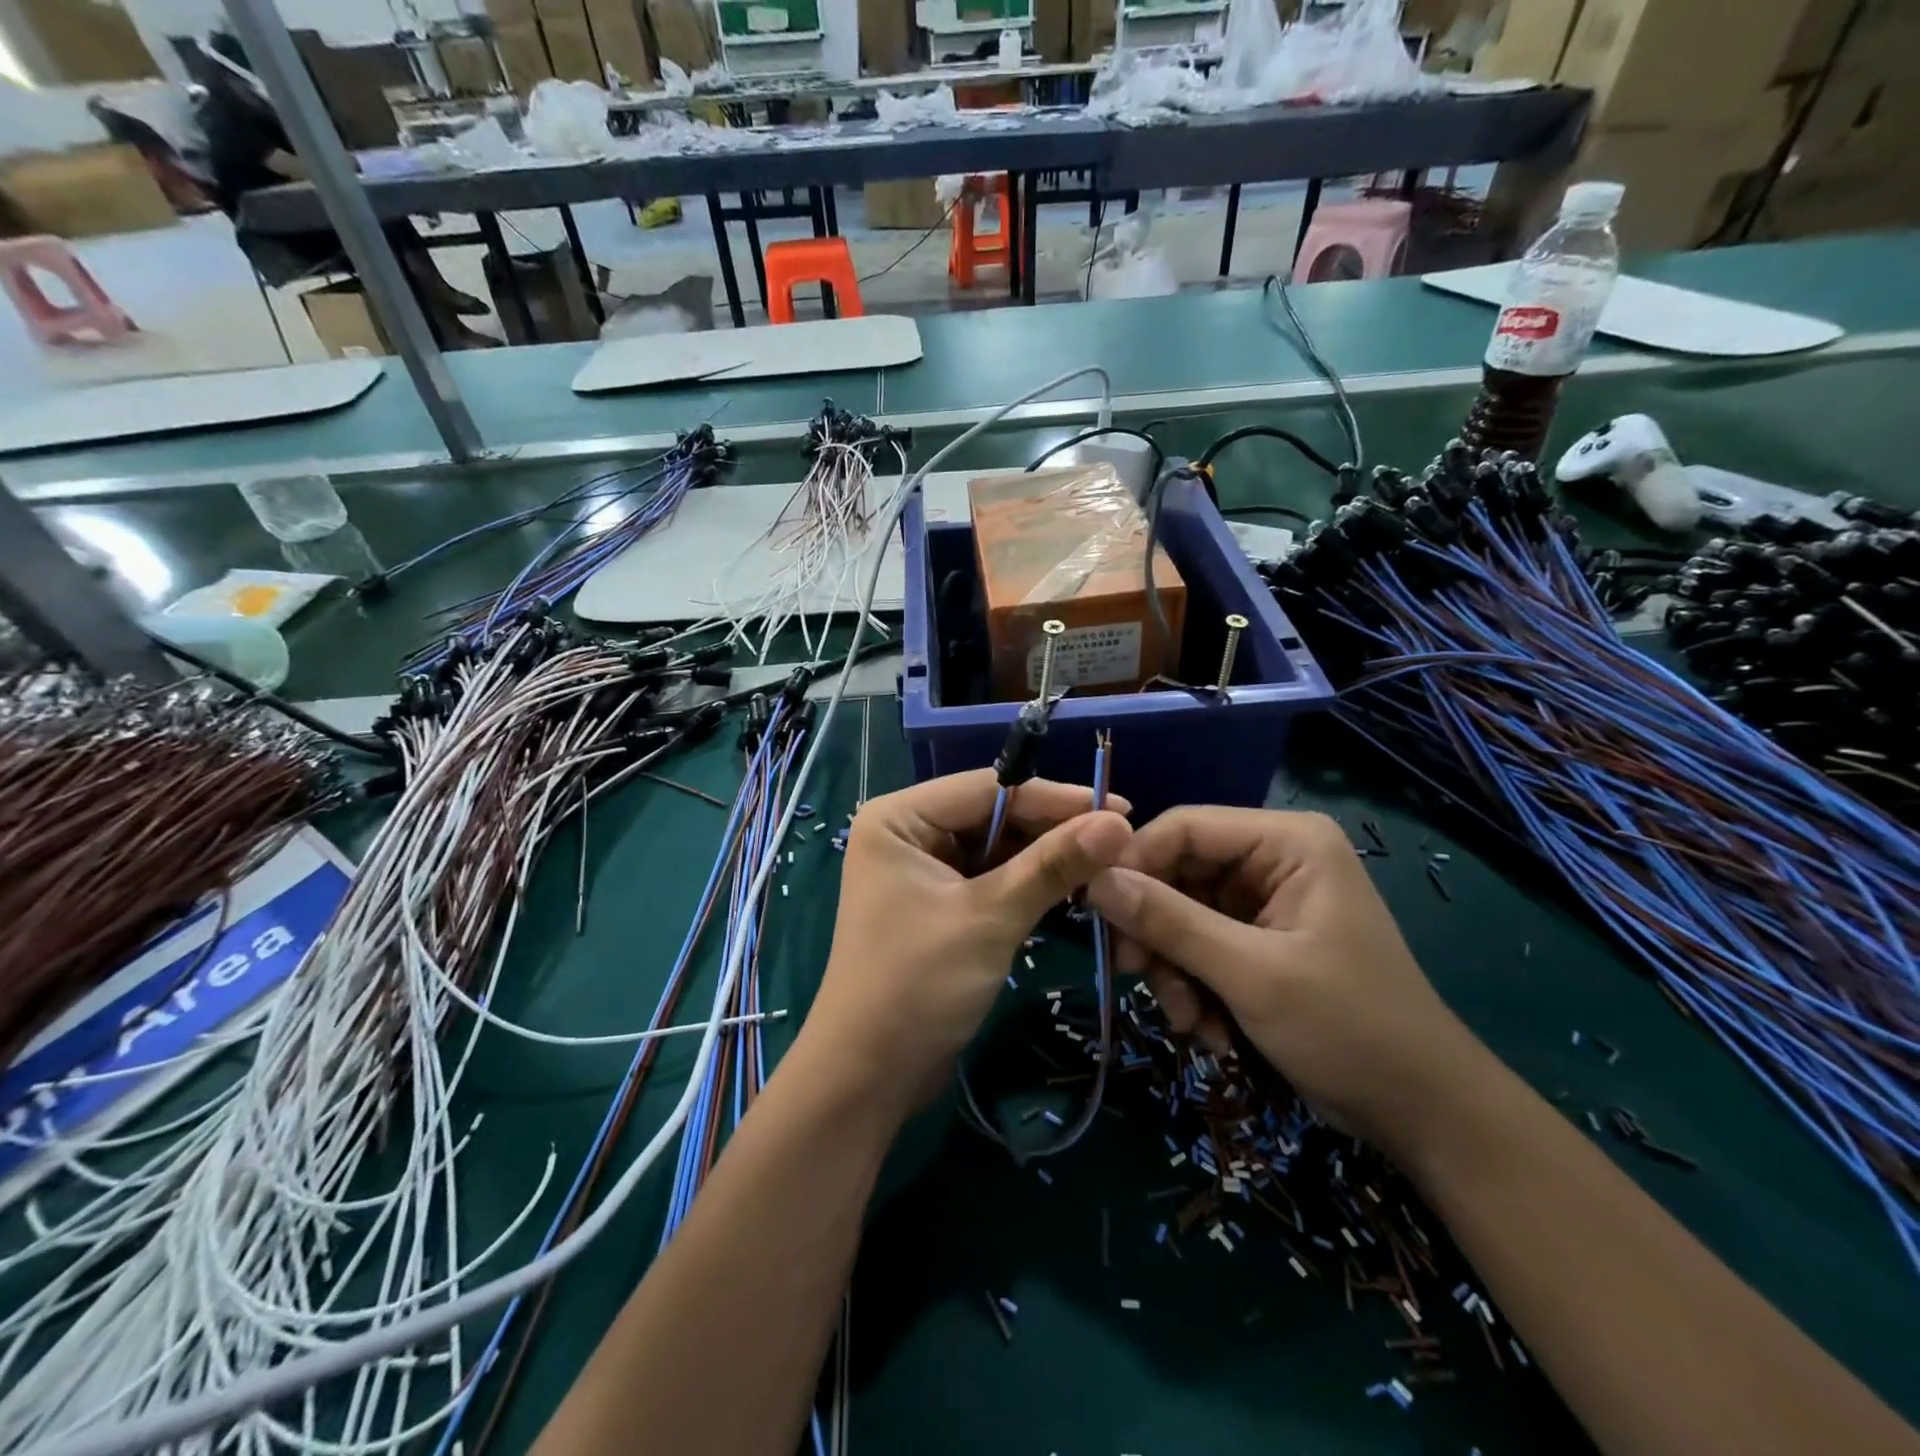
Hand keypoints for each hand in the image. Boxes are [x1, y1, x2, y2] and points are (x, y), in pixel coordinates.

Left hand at [803, 771, 1130, 1120]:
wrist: (869, 1076)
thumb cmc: (917, 985)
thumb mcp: (990, 918)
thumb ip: (1053, 865)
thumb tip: (1119, 822)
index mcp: (900, 817)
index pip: (988, 788)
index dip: (1056, 797)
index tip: (1120, 807)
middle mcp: (907, 832)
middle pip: (993, 815)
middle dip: (1053, 829)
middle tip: (1120, 841)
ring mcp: (922, 869)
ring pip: (997, 847)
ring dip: (1046, 857)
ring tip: (1108, 863)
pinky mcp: (938, 903)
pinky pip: (991, 878)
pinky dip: (1028, 883)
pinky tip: (1074, 887)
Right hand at [1086, 808, 1487, 1161]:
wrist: (1421, 1114)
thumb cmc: (1349, 1028)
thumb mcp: (1251, 974)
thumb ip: (1170, 922)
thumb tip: (1093, 881)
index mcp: (1286, 841)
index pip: (1184, 827)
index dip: (1133, 863)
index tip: (1096, 912)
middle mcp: (1272, 859)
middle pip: (1177, 872)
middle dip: (1156, 931)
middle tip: (1133, 974)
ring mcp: (1264, 901)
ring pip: (1179, 914)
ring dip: (1173, 969)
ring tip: (1189, 1021)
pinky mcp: (1257, 940)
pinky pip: (1197, 945)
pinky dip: (1192, 986)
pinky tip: (1209, 1030)